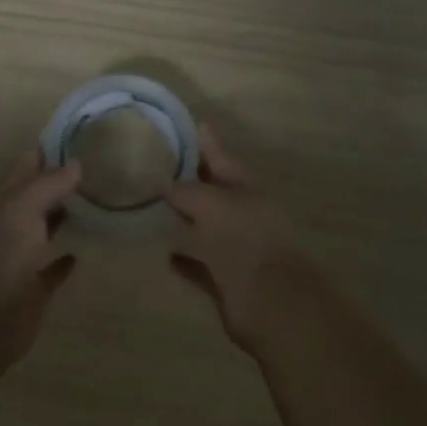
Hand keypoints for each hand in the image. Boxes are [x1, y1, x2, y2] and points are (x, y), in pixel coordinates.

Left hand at [0, 149, 81, 366]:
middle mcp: (12, 224)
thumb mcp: (24, 207)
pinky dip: (62, 261)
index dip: (49, 150)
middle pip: (37, 195)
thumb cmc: (2, 254)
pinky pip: (50, 270)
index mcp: (6, 200)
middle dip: (60, 182)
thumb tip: (76, 163)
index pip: (28, 165)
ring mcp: (21, 256)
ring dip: (63, 217)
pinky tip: (78, 254)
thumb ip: (49, 183)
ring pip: (44, 229)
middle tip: (97, 167)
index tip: (79, 136)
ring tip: (95, 203)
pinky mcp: (32, 288)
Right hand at [166, 126, 313, 352]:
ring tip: (154, 207)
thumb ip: (188, 191)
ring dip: (184, 219)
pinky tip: (163, 252)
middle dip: (191, 180)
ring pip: (204, 227)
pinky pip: (198, 263)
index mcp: (247, 190)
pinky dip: (183, 257)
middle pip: (212, 192)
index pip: (222, 158)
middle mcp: (242, 216)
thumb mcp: (213, 204)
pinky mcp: (225, 280)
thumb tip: (166, 185)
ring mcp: (235, 248)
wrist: (272, 302)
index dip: (208, 142)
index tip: (195, 123)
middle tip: (161, 165)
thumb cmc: (245, 240)